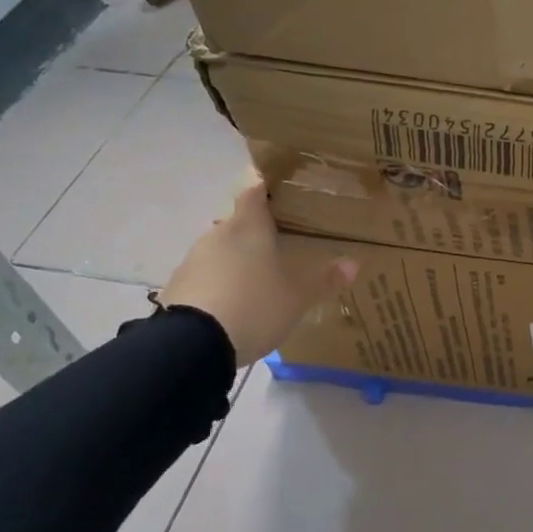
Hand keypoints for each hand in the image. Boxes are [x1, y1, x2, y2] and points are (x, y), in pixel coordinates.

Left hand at [159, 173, 358, 365]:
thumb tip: (354, 264)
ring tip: (259, 279)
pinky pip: (206, 275)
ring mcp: (194, 259)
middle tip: (281, 244)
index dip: (267, 186)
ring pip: (222, 249)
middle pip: (238, 222)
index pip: (255, 190)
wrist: (192, 345)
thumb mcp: (298, 297)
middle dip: (257, 231)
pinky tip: (234, 303)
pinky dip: (220, 282)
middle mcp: (218, 233)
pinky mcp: (178, 286)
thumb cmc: (255, 305)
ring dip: (238, 259)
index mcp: (249, 225)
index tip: (281, 189)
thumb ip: (325, 279)